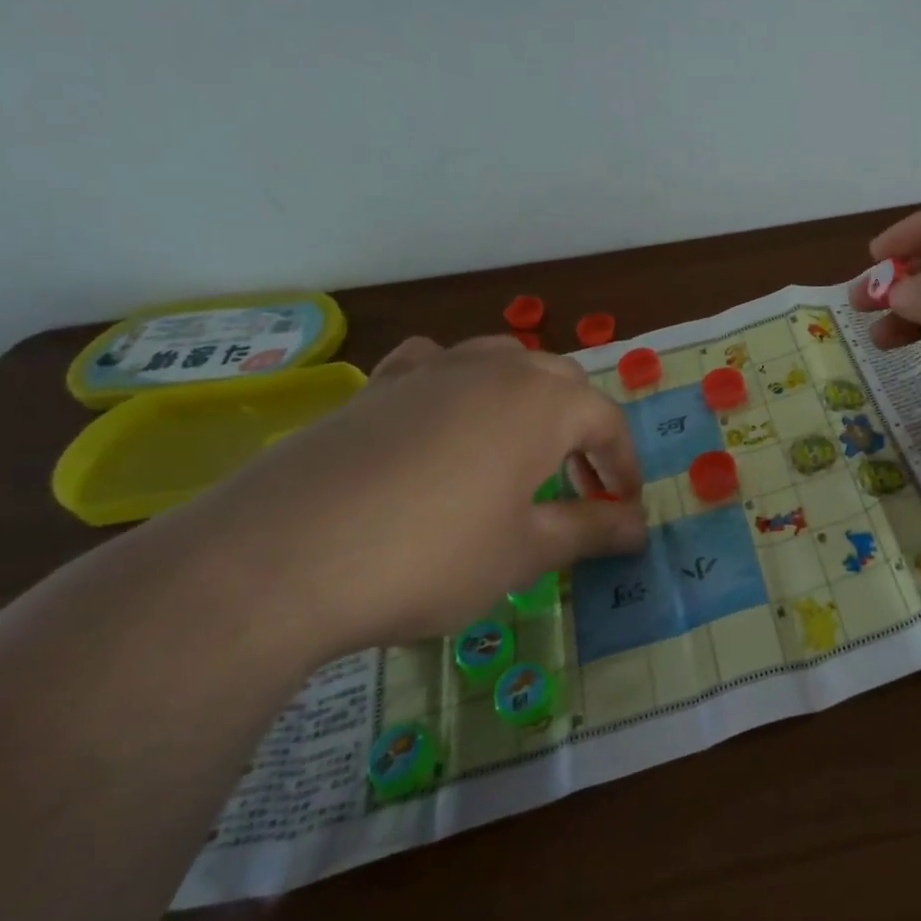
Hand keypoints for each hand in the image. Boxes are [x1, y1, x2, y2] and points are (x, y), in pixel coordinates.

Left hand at [165, 336, 647, 656]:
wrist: (280, 559)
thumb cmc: (430, 556)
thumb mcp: (523, 553)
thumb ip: (589, 530)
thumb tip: (640, 527)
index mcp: (544, 402)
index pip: (607, 422)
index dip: (623, 466)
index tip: (625, 508)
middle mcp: (495, 370)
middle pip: (562, 382)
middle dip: (582, 429)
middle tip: (579, 485)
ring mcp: (432, 371)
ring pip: (502, 361)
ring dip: (527, 398)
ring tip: (520, 448)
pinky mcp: (377, 387)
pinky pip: (434, 366)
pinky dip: (455, 385)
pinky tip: (442, 416)